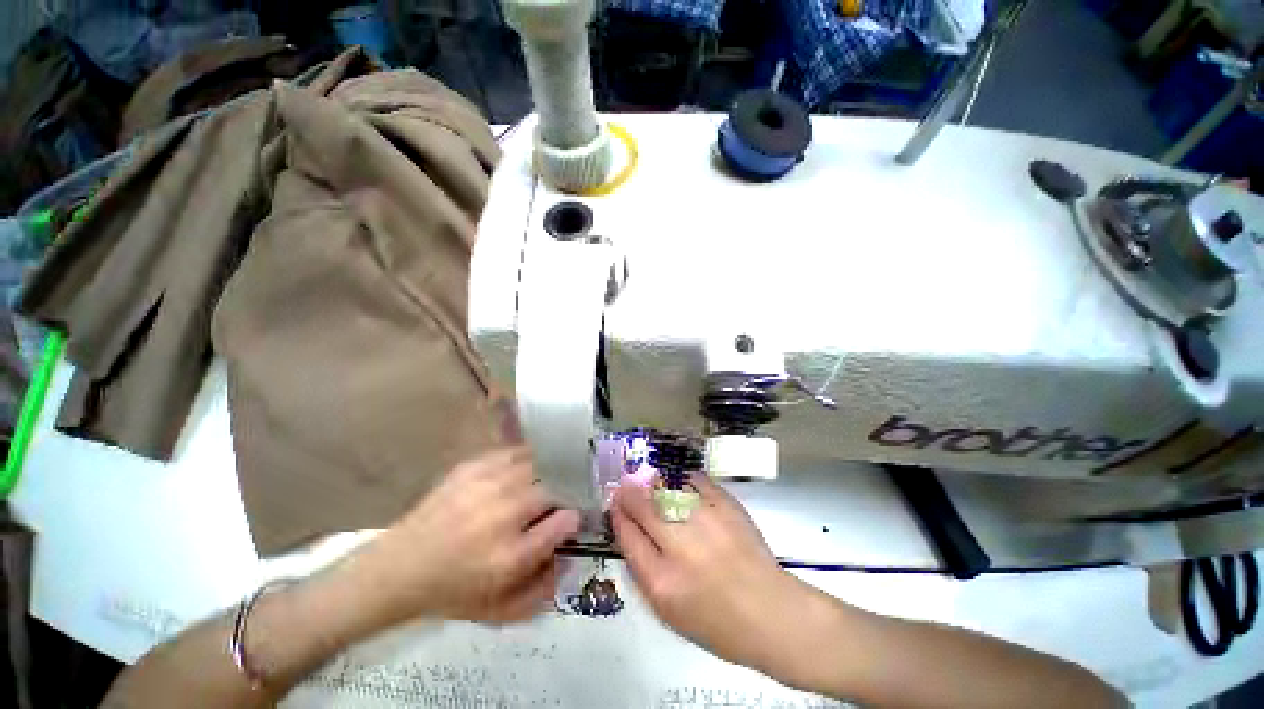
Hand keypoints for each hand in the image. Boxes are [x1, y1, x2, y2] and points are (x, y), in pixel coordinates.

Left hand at [352, 447, 579, 625]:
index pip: (564, 522)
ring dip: (548, 473)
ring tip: (548, 479)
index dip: (574, 517)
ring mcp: (485, 485)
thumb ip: (543, 587)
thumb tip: (571, 555)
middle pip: (553, 489)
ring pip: (537, 465)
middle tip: (560, 499)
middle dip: (564, 493)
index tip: (572, 518)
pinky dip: (527, 459)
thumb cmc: (453, 591)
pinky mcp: (471, 468)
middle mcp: (502, 514)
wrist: (399, 569)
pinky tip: (526, 468)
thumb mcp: (500, 607)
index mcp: (510, 555)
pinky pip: (514, 453)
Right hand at [611, 474, 825, 679]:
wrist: (771, 614)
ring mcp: (705, 522)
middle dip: (629, 494)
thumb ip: (646, 573)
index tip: (615, 505)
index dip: (618, 516)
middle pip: (643, 508)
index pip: (628, 537)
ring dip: (652, 484)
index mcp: (661, 582)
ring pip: (666, 490)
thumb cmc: (718, 624)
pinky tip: (679, 481)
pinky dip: (684, 480)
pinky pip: (696, 482)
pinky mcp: (726, 507)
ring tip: (647, 482)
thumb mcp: (670, 613)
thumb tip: (632, 535)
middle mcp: (680, 547)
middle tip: (625, 486)